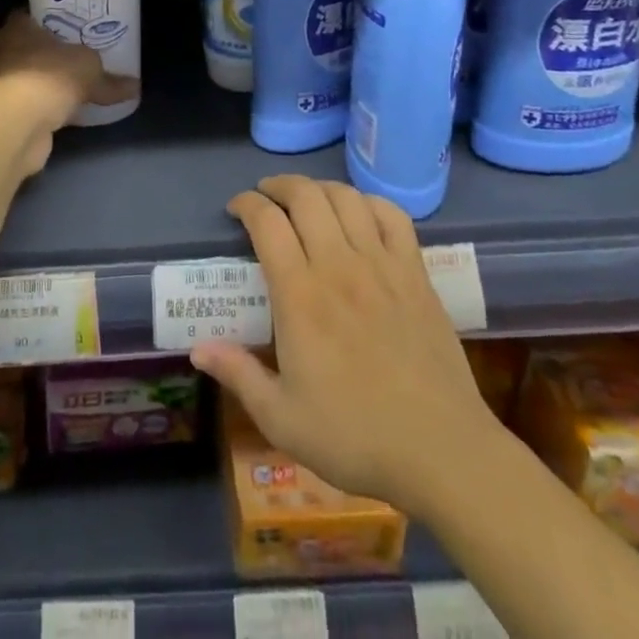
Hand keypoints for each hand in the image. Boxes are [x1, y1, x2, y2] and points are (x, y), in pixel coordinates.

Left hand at [0, 13, 138, 172]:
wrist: (21, 124)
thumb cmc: (51, 76)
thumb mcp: (90, 69)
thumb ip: (111, 79)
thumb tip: (135, 87)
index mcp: (18, 27)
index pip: (31, 14)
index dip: (51, 16)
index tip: (73, 20)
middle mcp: (6, 50)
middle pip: (33, 44)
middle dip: (55, 49)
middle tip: (82, 48)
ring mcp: (6, 82)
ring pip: (34, 74)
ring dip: (52, 79)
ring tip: (81, 78)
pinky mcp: (11, 110)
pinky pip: (37, 100)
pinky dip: (51, 104)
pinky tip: (72, 108)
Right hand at [190, 175, 494, 512]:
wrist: (442, 453)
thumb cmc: (355, 437)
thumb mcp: (282, 419)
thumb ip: (238, 375)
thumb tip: (196, 349)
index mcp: (300, 295)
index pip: (266, 222)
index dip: (246, 204)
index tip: (236, 209)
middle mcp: (338, 265)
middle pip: (305, 196)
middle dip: (278, 185)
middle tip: (266, 197)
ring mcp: (382, 265)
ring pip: (346, 197)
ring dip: (320, 188)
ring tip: (307, 200)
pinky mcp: (415, 274)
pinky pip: (392, 216)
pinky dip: (369, 202)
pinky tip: (359, 213)